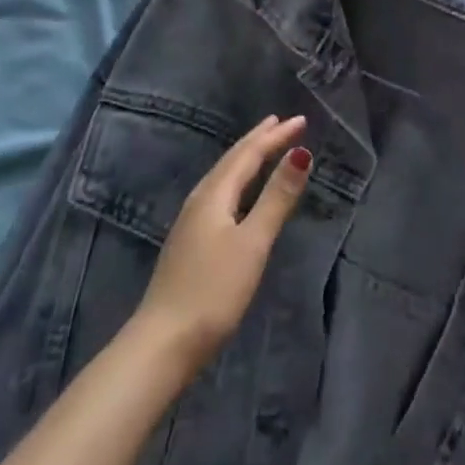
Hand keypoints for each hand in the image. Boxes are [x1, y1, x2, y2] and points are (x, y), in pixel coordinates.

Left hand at [134, 115, 311, 373]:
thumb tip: (301, 152)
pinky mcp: (190, 241)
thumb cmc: (213, 291)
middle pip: (232, 160)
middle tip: (282, 123)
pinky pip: (220, 193)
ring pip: (224, 176)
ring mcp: (191, 221)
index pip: (249, 154)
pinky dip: (238, 180)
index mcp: (214, 194)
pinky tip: (239, 193)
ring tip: (264, 147)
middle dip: (259, 140)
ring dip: (246, 158)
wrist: (162, 344)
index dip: (276, 136)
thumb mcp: (253, 243)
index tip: (301, 120)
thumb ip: (277, 198)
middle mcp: (200, 199)